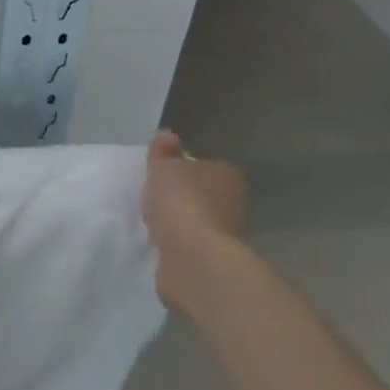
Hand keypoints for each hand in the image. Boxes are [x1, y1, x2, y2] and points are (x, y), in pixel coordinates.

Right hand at [142, 130, 247, 264]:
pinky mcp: (216, 254)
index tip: (160, 176)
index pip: (203, 165)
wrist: (192, 255)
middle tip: (155, 197)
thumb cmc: (180, 201)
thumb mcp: (163, 167)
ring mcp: (227, 229)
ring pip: (198, 216)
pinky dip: (179, 238)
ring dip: (181, 218)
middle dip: (182, 194)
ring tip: (155, 220)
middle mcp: (234, 200)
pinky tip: (163, 239)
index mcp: (227, 174)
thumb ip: (162, 151)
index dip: (180, 168)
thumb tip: (167, 134)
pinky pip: (192, 239)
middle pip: (203, 192)